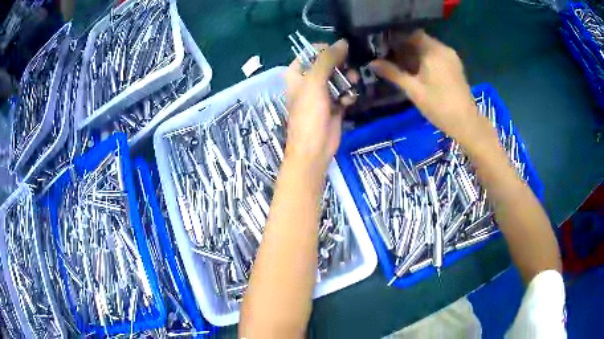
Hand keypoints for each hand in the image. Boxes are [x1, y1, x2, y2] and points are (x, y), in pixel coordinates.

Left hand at [284, 39, 354, 172]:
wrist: (315, 147)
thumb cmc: (309, 113)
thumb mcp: (315, 82)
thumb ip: (327, 59)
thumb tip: (343, 42)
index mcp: (297, 73)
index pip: (312, 51)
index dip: (326, 49)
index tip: (341, 52)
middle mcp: (308, 80)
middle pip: (328, 63)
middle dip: (341, 65)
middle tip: (349, 69)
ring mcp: (322, 92)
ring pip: (339, 77)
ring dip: (347, 79)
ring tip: (352, 84)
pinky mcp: (334, 104)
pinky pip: (344, 91)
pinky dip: (348, 94)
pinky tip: (348, 102)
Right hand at [370, 31, 481, 143]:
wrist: (466, 123)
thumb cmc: (439, 105)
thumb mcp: (413, 90)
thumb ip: (393, 73)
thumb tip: (372, 63)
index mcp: (433, 51)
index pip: (411, 34)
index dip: (396, 38)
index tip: (384, 46)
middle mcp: (443, 49)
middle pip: (420, 40)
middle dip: (404, 47)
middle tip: (389, 57)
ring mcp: (451, 58)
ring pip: (428, 49)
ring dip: (415, 54)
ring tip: (401, 65)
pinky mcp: (455, 67)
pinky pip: (437, 56)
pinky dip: (425, 60)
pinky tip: (417, 72)